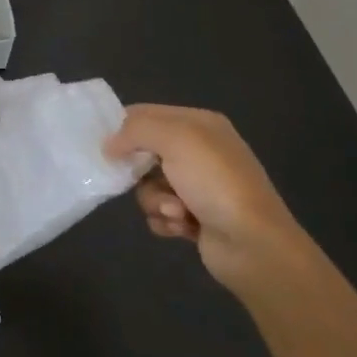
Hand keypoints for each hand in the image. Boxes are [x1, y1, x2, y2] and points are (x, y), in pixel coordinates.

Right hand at [105, 105, 318, 294]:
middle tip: (136, 180)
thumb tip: (110, 145)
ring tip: (176, 211)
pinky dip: (165, 221)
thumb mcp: (176, 139)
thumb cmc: (215, 183)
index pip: (147, 114)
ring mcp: (198, 186)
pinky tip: (182, 227)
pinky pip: (160, 213)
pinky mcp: (195, 217)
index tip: (104, 147)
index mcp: (199, 124)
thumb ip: (136, 131)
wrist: (253, 243)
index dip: (122, 128)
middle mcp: (199, 151)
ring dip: (155, 201)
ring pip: (149, 187)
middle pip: (143, 153)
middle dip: (140, 172)